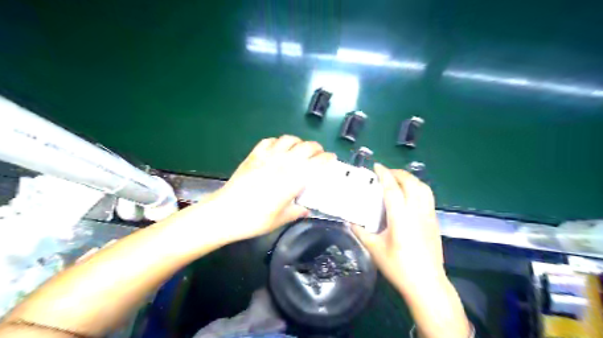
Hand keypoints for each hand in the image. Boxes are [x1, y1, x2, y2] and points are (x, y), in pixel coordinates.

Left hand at [200, 136, 337, 244]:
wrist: (224, 213)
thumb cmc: (255, 219)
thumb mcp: (281, 219)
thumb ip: (297, 212)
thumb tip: (306, 209)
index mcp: (293, 179)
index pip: (317, 162)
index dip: (327, 158)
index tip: (332, 159)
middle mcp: (283, 163)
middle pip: (306, 146)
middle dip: (316, 148)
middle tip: (318, 155)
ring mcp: (267, 157)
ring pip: (288, 139)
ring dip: (298, 142)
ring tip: (299, 150)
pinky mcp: (253, 155)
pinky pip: (269, 141)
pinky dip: (278, 142)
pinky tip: (278, 149)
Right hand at [351, 163, 444, 293]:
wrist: (427, 284)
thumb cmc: (399, 267)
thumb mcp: (375, 250)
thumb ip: (361, 233)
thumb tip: (350, 222)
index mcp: (401, 219)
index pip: (392, 189)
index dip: (384, 175)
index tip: (377, 166)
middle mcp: (417, 212)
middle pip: (411, 183)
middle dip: (398, 173)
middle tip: (385, 172)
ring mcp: (429, 216)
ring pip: (423, 187)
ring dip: (410, 178)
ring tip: (398, 179)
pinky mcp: (435, 221)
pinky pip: (428, 196)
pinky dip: (418, 187)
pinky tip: (410, 194)